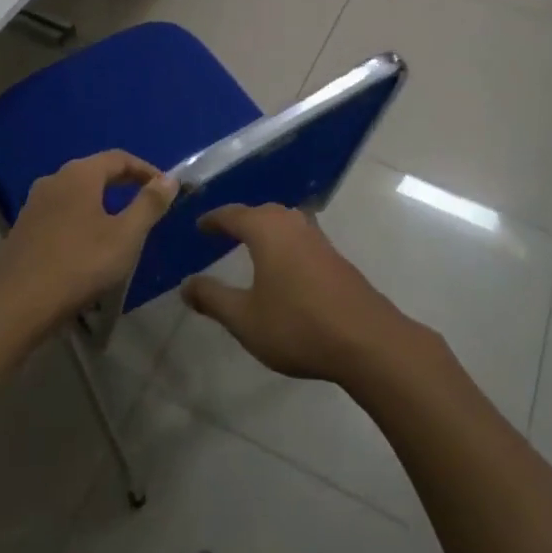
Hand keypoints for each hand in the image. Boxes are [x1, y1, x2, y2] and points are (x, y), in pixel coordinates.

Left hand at [0, 151, 176, 345]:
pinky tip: (88, 246)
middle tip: (147, 203)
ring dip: (101, 202)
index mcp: (79, 174)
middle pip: (95, 172)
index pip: (119, 158)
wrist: (14, 306)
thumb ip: (149, 204)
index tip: (165, 188)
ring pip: (76, 193)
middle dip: (124, 183)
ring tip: (121, 226)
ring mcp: (34, 205)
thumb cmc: (78, 265)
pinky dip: (82, 219)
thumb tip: (169, 179)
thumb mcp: (125, 236)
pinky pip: (61, 213)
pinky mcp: (23, 229)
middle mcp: (54, 180)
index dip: (145, 169)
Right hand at [181, 204, 411, 383]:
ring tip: (253, 244)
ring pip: (286, 222)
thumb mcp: (245, 319)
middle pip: (263, 212)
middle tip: (224, 232)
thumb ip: (213, 299)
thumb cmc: (297, 325)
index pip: (233, 214)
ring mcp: (319, 239)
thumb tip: (185, 285)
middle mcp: (293, 225)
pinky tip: (285, 265)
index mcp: (267, 231)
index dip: (214, 219)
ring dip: (267, 228)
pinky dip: (285, 242)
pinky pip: (302, 238)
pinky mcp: (336, 258)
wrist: (366, 340)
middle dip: (242, 219)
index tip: (199, 226)